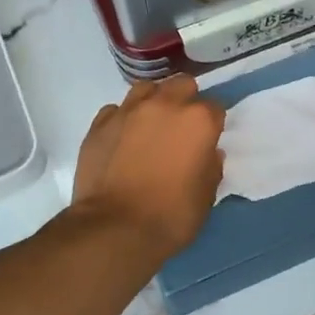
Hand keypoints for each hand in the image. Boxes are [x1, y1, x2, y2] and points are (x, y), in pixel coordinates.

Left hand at [73, 75, 225, 256]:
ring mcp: (128, 111)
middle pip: (181, 85)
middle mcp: (164, 105)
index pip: (215, 107)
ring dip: (153, 102)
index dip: (213, 124)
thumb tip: (208, 153)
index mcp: (198, 121)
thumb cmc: (171, 215)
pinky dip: (123, 120)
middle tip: (181, 128)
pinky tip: (122, 139)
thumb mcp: (206, 196)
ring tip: (151, 126)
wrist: (114, 228)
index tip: (208, 139)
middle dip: (185, 101)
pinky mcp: (99, 124)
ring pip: (146, 89)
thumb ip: (211, 167)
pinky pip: (116, 110)